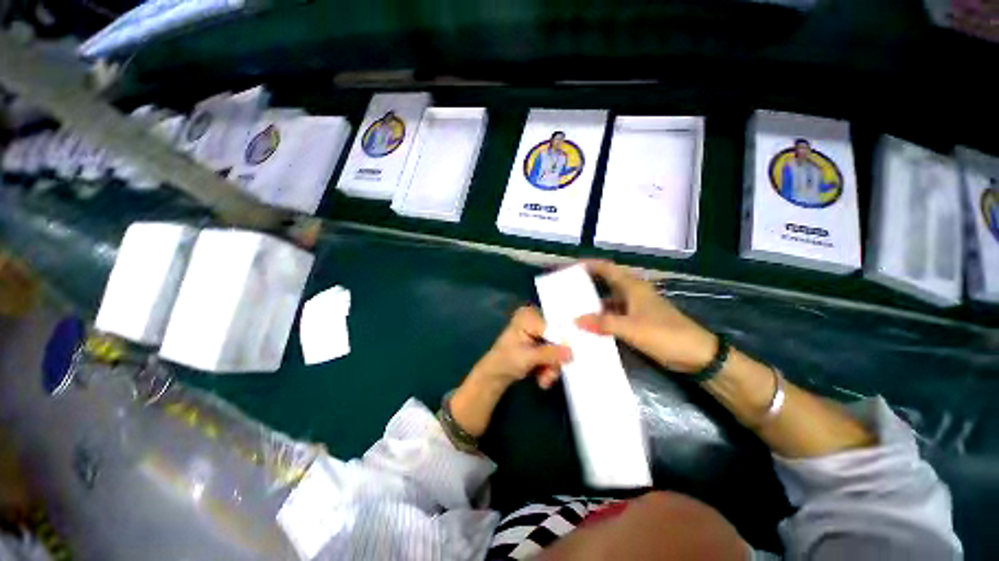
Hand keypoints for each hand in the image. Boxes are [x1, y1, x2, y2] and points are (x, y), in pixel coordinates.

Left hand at [451, 306, 571, 437]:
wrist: (495, 374)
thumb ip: (549, 353)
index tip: (567, 358)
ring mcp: (539, 331)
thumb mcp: (528, 357)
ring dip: (552, 366)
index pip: (553, 326)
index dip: (561, 342)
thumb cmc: (506, 360)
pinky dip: (549, 366)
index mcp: (528, 316)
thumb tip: (571, 352)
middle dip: (555, 359)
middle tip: (550, 376)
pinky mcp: (541, 343)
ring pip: (557, 348)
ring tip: (544, 380)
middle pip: (557, 338)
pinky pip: (553, 353)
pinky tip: (542, 378)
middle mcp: (535, 319)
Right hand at [575, 260, 716, 373]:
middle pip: (605, 283)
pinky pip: (614, 316)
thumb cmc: (665, 334)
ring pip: (608, 301)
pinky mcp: (637, 322)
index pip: (607, 268)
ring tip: (572, 309)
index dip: (589, 265)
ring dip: (592, 305)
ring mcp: (635, 308)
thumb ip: (603, 323)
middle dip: (586, 285)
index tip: (570, 268)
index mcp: (632, 286)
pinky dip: (601, 319)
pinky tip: (589, 327)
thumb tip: (576, 320)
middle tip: (566, 291)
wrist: (697, 355)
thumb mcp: (632, 328)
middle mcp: (632, 293)